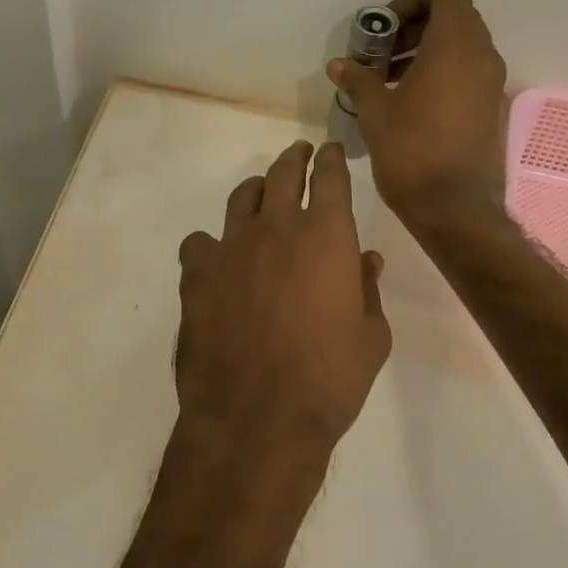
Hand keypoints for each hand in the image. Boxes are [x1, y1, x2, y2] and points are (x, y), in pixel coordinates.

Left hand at [175, 140, 391, 466]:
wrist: (257, 416)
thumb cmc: (330, 378)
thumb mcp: (371, 336)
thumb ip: (367, 289)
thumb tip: (365, 260)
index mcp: (325, 234)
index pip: (330, 176)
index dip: (332, 158)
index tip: (332, 150)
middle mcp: (276, 227)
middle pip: (283, 173)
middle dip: (295, 158)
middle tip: (300, 153)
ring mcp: (231, 246)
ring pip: (241, 197)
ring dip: (256, 189)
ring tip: (261, 193)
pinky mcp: (196, 273)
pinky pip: (200, 242)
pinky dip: (211, 244)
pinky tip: (217, 259)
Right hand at [328, 0, 508, 227]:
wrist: (455, 208)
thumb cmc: (412, 151)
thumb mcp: (375, 112)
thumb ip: (358, 79)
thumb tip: (338, 64)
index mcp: (455, 47)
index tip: (386, 26)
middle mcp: (482, 58)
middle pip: (455, 18)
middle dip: (416, 27)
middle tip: (383, 52)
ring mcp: (493, 85)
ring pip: (463, 47)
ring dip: (427, 51)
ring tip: (390, 78)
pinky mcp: (493, 109)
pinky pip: (469, 73)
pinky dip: (442, 73)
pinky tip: (411, 102)